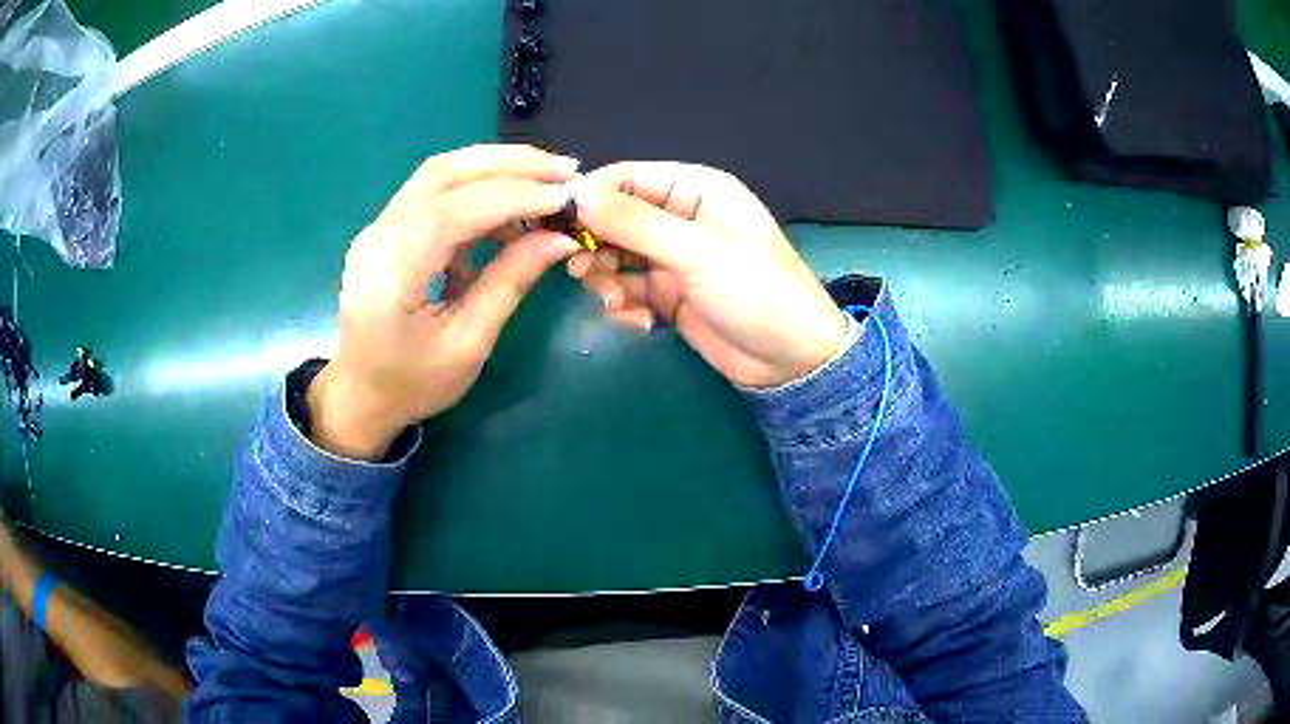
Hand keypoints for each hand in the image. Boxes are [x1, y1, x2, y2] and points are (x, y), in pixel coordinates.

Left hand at [309, 145, 581, 458]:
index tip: (568, 198)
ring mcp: (378, 227)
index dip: (515, 196)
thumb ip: (510, 283)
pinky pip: (435, 193)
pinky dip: (477, 191)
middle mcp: (378, 236)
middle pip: (444, 171)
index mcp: (391, 272)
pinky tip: (509, 213)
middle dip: (508, 163)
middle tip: (565, 170)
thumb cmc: (412, 384)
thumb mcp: (468, 344)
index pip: (454, 210)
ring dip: (495, 169)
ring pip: (439, 174)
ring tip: (546, 183)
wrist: (359, 395)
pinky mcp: (387, 229)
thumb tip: (561, 239)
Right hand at [568, 162, 847, 388]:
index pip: (627, 177)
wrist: (789, 361)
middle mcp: (679, 216)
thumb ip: (634, 223)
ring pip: (614, 255)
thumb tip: (576, 196)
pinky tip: (639, 322)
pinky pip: (626, 289)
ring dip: (605, 278)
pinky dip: (623, 304)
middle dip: (595, 244)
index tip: (557, 222)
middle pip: (614, 217)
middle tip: (581, 271)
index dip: (590, 196)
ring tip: (613, 300)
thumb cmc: (755, 291)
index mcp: (694, 189)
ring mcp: (671, 257)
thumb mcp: (696, 252)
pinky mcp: (666, 294)